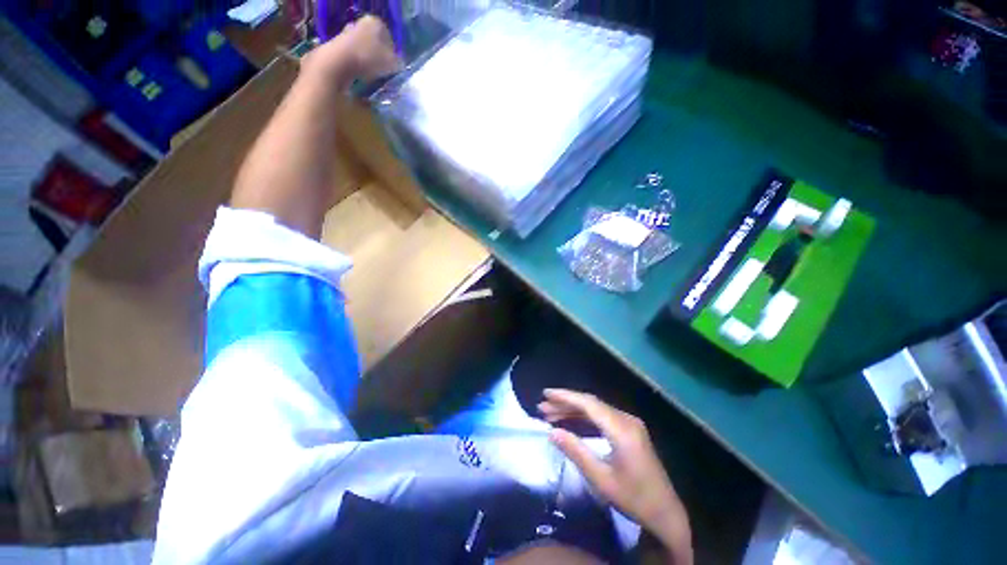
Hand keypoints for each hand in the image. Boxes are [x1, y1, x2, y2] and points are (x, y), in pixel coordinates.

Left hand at [302, 15, 401, 87]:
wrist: (338, 63)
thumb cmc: (369, 59)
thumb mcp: (392, 64)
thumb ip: (398, 64)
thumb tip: (399, 66)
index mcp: (374, 23)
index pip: (388, 37)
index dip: (392, 53)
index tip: (393, 67)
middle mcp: (359, 24)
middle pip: (373, 43)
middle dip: (378, 57)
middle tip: (384, 72)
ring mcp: (346, 34)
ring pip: (363, 51)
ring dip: (368, 63)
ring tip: (372, 78)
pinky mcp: (336, 47)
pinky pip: (352, 58)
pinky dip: (357, 68)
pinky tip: (360, 78)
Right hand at [538, 389, 691, 563]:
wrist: (666, 512)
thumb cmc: (633, 498)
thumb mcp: (601, 479)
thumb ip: (576, 451)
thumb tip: (552, 432)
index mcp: (621, 429)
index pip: (588, 404)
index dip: (565, 396)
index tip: (546, 394)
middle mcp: (626, 419)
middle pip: (591, 403)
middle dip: (565, 403)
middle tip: (543, 406)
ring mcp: (629, 423)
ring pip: (595, 409)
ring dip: (573, 409)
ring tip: (551, 413)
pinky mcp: (630, 429)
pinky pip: (602, 416)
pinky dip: (584, 417)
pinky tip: (571, 420)